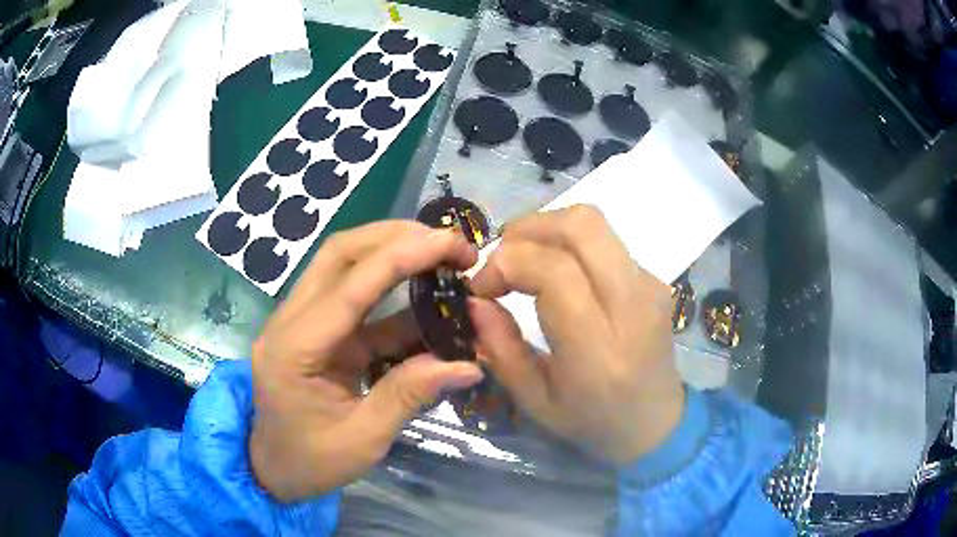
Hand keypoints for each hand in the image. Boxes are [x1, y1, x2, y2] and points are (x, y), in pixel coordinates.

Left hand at [250, 221, 483, 501]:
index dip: (400, 257)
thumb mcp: (363, 439)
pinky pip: (356, 297)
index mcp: (293, 349)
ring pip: (344, 264)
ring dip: (392, 251)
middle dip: (395, 237)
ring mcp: (301, 321)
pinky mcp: (318, 330)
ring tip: (442, 254)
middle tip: (448, 243)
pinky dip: (393, 289)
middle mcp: (290, 321)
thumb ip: (409, 396)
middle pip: (339, 254)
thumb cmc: (311, 461)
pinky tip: (427, 294)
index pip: (348, 287)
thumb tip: (468, 364)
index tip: (448, 243)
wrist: (274, 469)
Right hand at [469, 205, 682, 463]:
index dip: (507, 264)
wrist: (656, 422)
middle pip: (581, 227)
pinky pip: (604, 241)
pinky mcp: (654, 279)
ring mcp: (649, 285)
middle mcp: (632, 305)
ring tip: (523, 260)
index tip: (481, 287)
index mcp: (599, 348)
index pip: (555, 272)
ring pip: (594, 223)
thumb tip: (475, 300)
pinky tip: (557, 274)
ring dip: (547, 230)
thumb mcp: (534, 400)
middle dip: (528, 230)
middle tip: (501, 259)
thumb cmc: (592, 421)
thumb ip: (500, 348)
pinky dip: (568, 245)